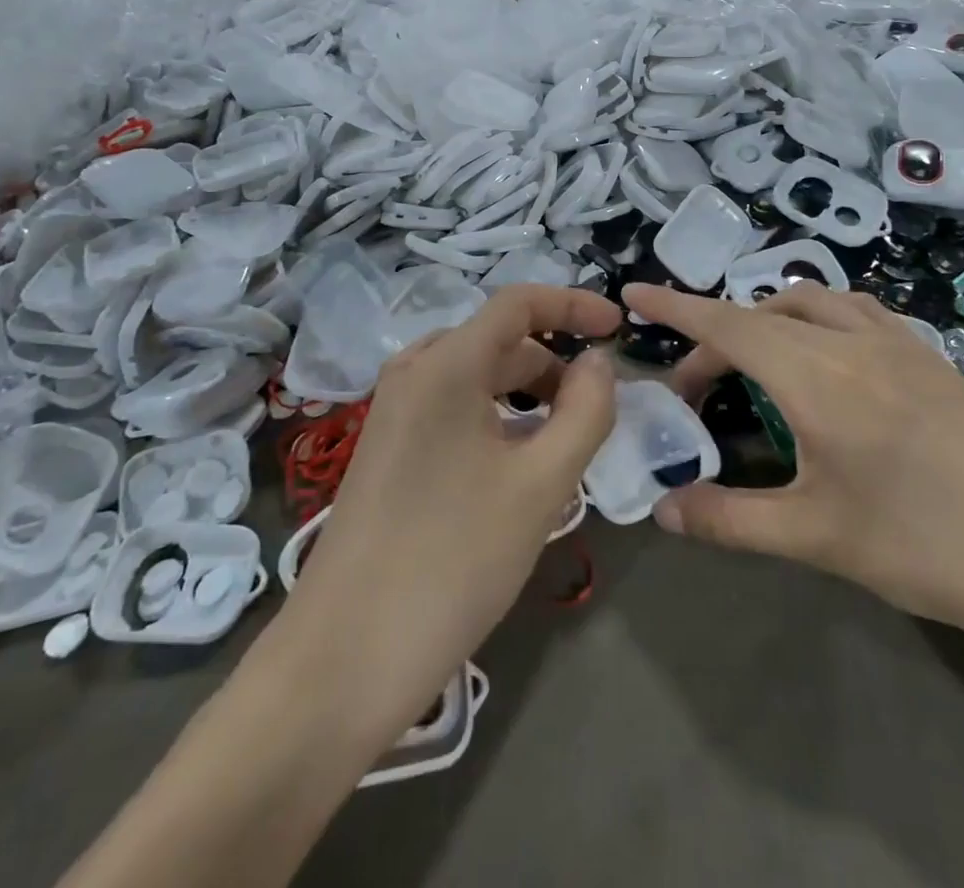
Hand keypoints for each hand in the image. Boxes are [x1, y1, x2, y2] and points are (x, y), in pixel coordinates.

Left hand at [287, 285, 620, 725]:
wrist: (343, 661)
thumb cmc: (453, 560)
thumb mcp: (541, 485)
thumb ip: (585, 412)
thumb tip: (599, 364)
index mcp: (445, 364)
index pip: (518, 302)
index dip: (574, 306)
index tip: (619, 330)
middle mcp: (413, 373)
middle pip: (500, 342)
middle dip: (555, 364)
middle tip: (598, 412)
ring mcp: (393, 412)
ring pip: (477, 378)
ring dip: (528, 396)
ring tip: (564, 445)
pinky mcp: (386, 451)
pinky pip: (454, 410)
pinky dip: (497, 421)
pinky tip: (517, 468)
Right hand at [625, 282, 963, 657]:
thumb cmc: (932, 545)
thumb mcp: (819, 538)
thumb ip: (731, 519)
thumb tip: (662, 510)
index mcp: (817, 377)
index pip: (727, 326)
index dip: (675, 308)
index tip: (634, 294)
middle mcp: (854, 342)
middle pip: (763, 314)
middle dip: (715, 338)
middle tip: (696, 391)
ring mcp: (901, 344)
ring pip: (814, 302)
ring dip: (769, 319)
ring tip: (755, 364)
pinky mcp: (934, 359)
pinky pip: (858, 312)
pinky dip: (819, 318)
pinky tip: (830, 361)